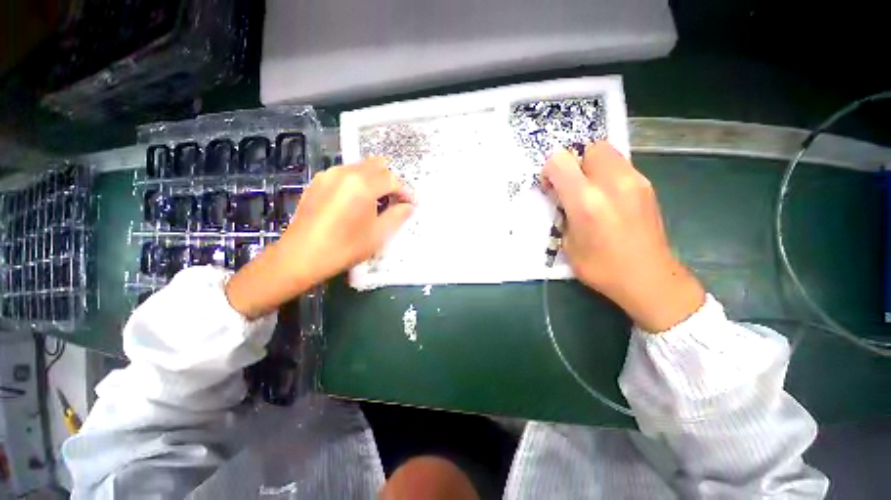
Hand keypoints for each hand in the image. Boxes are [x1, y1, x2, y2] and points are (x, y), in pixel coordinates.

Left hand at [226, 158, 413, 318]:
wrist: (300, 256)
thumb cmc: (344, 248)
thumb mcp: (378, 235)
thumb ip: (397, 216)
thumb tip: (408, 206)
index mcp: (362, 185)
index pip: (392, 179)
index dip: (405, 191)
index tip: (411, 204)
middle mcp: (345, 172)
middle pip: (377, 166)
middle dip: (391, 181)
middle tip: (396, 200)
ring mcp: (328, 175)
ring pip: (361, 167)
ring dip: (375, 180)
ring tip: (378, 201)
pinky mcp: (318, 182)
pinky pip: (345, 174)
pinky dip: (358, 182)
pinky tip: (357, 201)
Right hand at [542, 143, 704, 332]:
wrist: (649, 279)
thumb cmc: (601, 267)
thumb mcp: (567, 243)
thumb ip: (563, 214)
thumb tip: (563, 199)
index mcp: (586, 201)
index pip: (560, 161)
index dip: (550, 170)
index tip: (551, 188)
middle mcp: (612, 183)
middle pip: (590, 147)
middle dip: (576, 162)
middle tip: (572, 187)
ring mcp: (635, 182)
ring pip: (608, 153)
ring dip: (592, 167)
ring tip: (591, 193)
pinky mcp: (648, 186)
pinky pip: (622, 167)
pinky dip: (608, 175)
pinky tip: (609, 199)